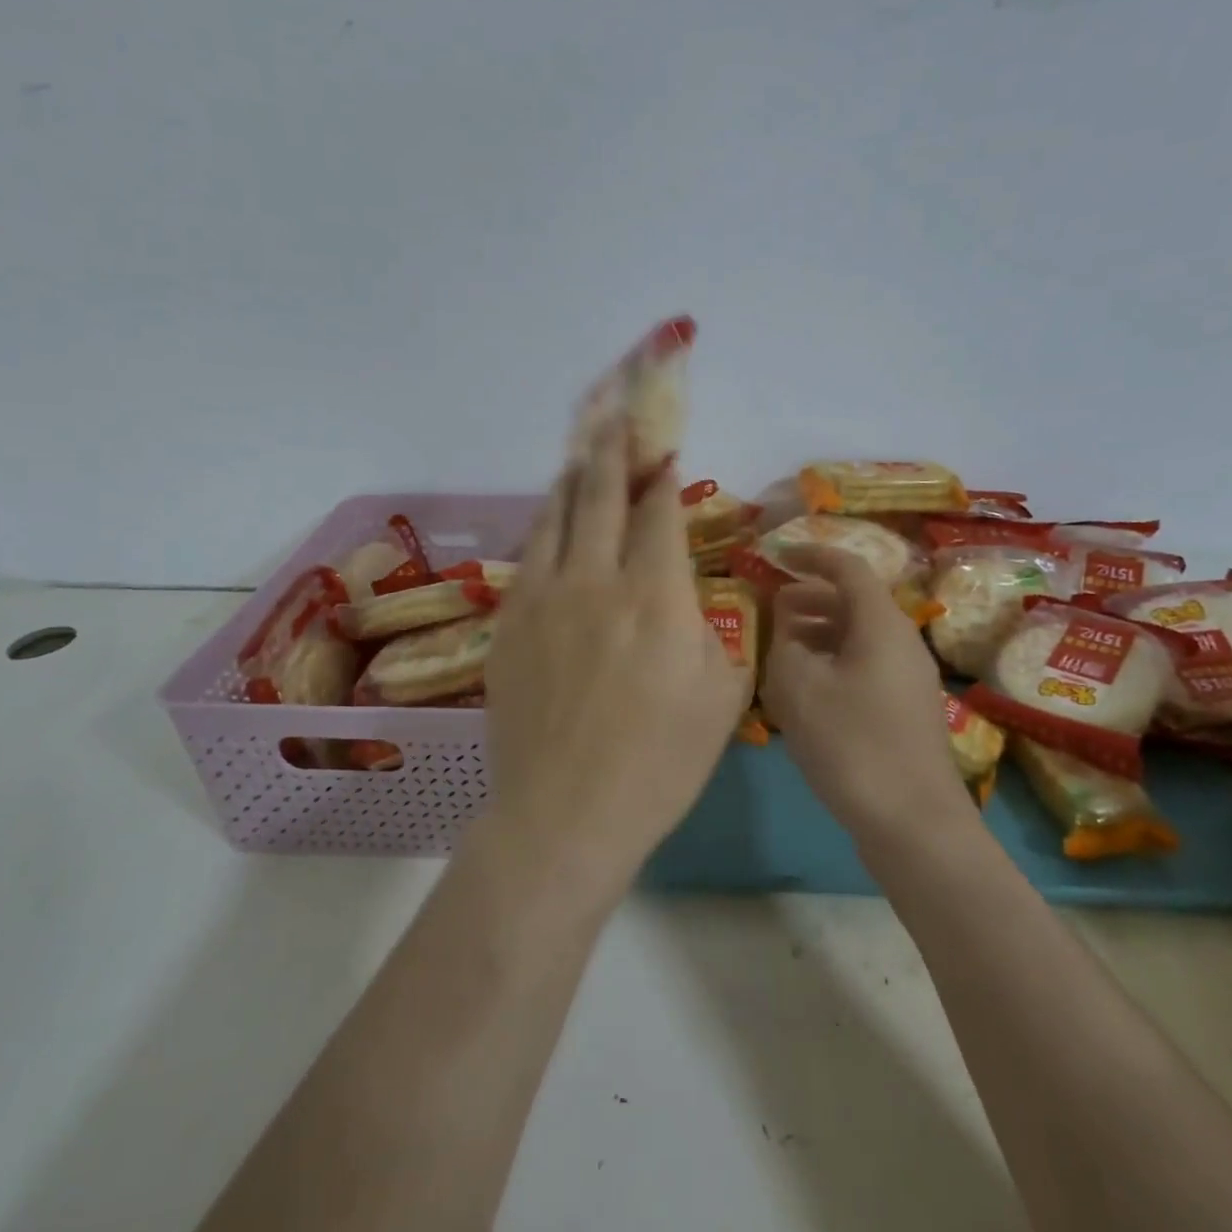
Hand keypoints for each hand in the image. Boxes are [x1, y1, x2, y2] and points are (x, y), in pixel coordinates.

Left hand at [480, 425, 750, 895]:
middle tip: (616, 419)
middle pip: (600, 495)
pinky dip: (544, 524)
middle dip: (612, 451)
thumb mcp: (721, 697)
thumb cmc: (658, 764)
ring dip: (573, 478)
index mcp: (656, 596)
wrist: (564, 813)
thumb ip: (713, 628)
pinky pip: (528, 553)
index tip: (663, 451)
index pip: (657, 513)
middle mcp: (595, 580)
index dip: (661, 476)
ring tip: (582, 453)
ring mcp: (543, 597)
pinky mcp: (509, 621)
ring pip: (555, 515)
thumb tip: (691, 591)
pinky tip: (550, 518)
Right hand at [761, 546, 973, 846]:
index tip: (775, 557)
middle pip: (855, 602)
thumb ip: (784, 643)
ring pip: (859, 636)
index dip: (810, 556)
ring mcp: (909, 679)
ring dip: (819, 632)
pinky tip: (806, 689)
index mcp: (882, 624)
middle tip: (771, 607)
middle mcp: (902, 642)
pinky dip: (833, 661)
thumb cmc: (851, 743)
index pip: (847, 568)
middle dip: (810, 598)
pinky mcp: (905, 711)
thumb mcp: (798, 686)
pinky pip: (865, 666)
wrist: (913, 825)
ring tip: (782, 649)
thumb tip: (789, 629)